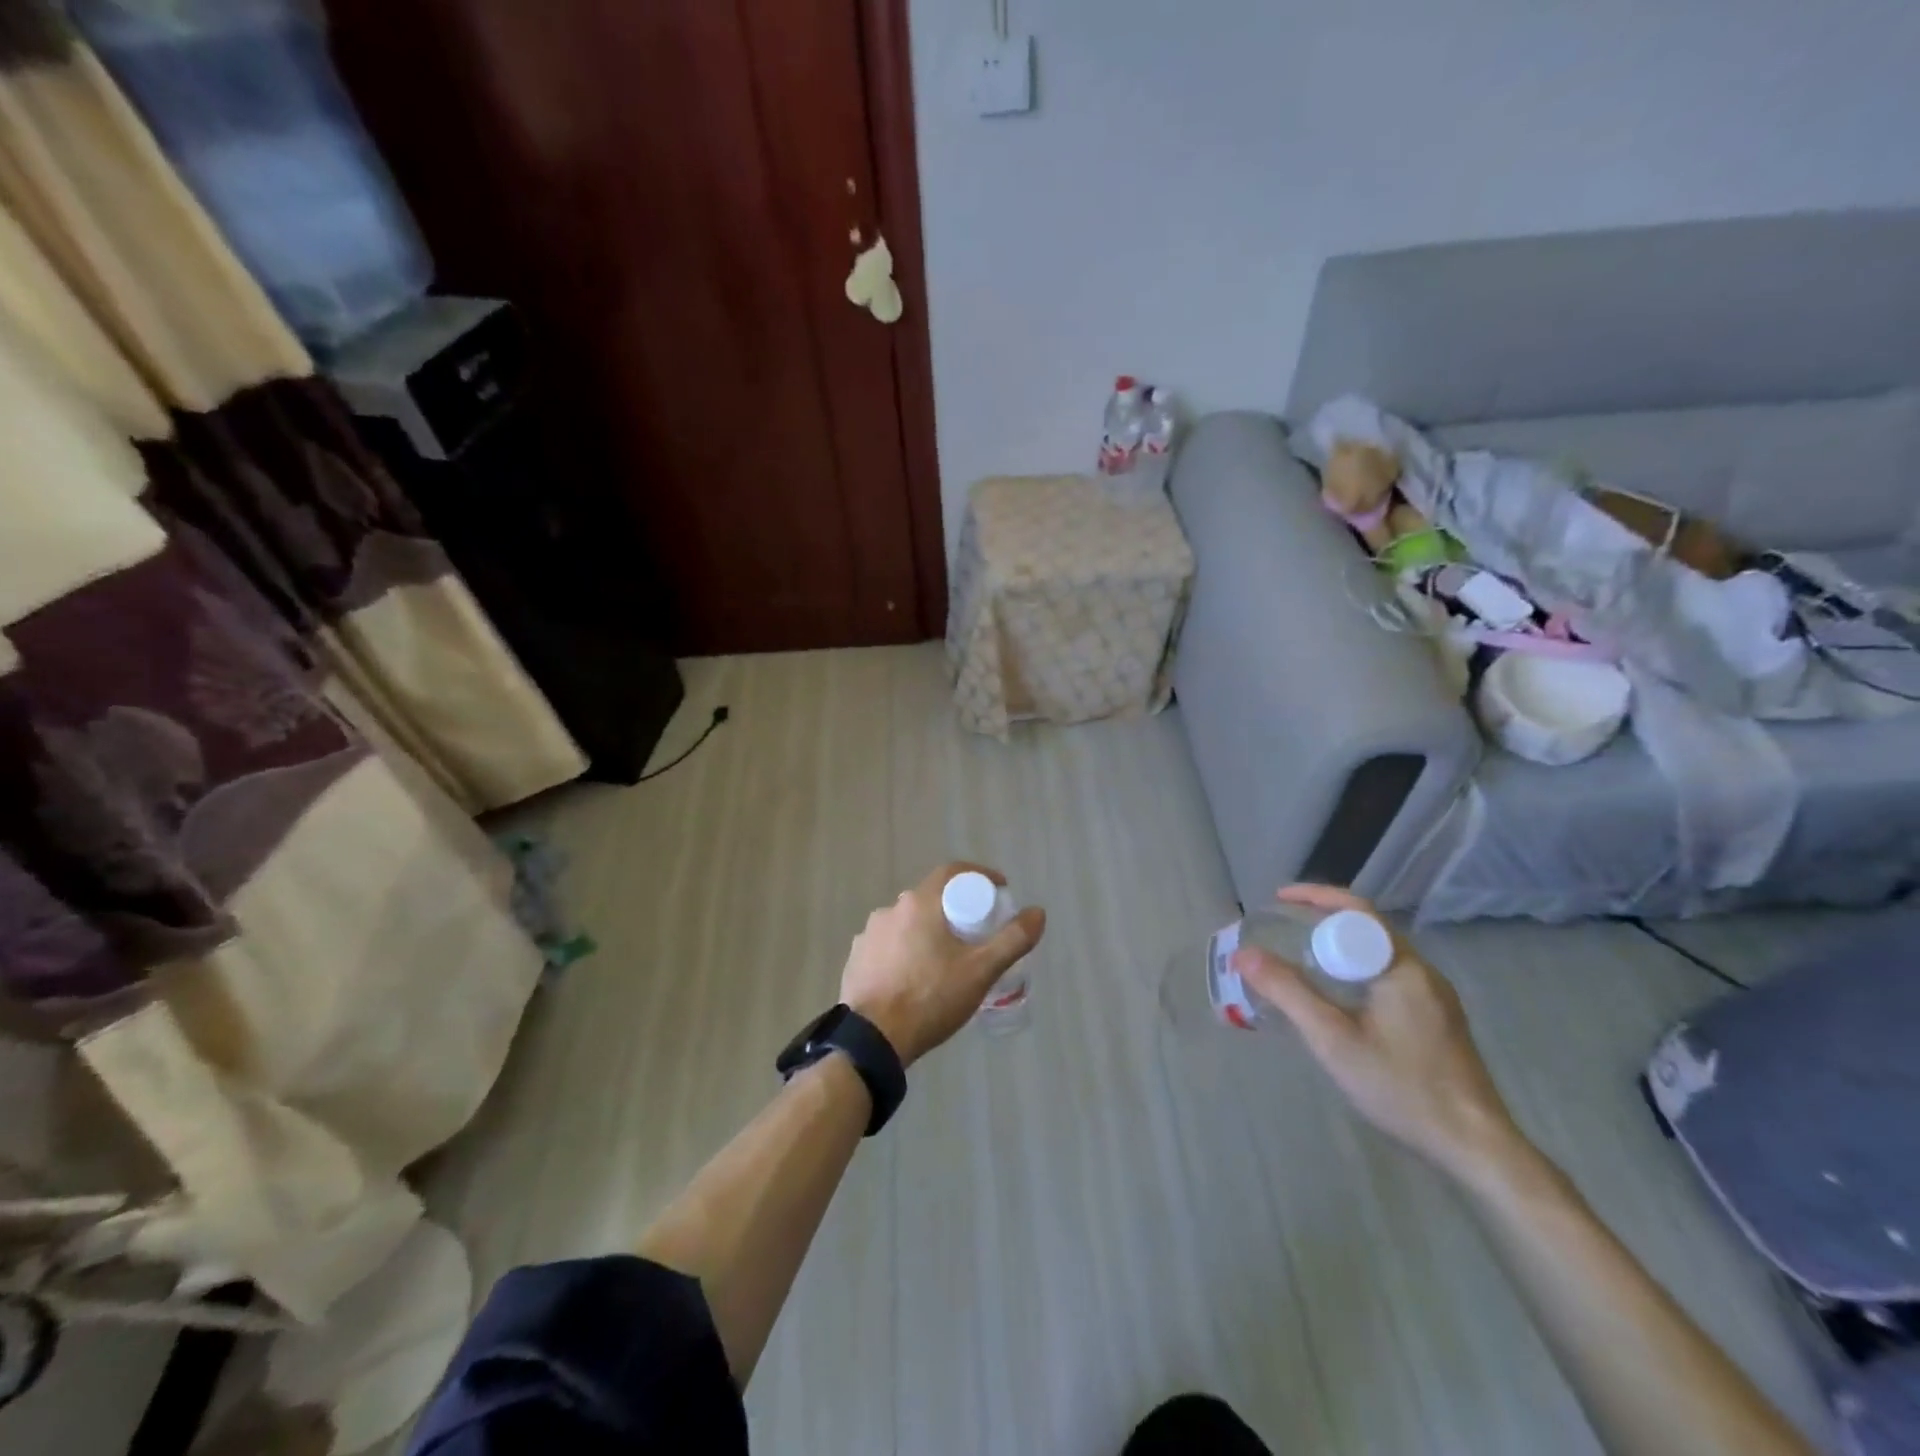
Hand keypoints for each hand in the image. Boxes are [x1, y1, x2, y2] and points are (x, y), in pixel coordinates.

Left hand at [840, 863, 1045, 1067]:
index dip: (979, 876)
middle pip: (930, 898)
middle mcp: (889, 910)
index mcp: (918, 903)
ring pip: (908, 923)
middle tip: (976, 934)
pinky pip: (888, 945)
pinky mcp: (856, 959)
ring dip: (928, 932)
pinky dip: (905, 952)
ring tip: (945, 961)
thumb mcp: (980, 971)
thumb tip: (1037, 912)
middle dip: (955, 909)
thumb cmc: (930, 998)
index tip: (998, 892)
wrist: (872, 1040)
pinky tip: (915, 977)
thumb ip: (1012, 940)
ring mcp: (868, 935)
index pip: (952, 872)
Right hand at [1233, 884, 1524, 1181]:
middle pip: (1368, 929)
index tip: (1278, 901)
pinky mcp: (1438, 1021)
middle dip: (1323, 920)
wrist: (1476, 1148)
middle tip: (1283, 928)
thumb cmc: (1402, 1087)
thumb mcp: (1333, 1039)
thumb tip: (1244, 954)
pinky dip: (1356, 970)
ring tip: (1301, 957)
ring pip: (1379, 954)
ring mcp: (1435, 998)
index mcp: (1403, 967)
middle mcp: (1423, 972)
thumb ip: (1288, 992)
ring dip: (1339, 947)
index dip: (1315, 897)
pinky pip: (1389, 976)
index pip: (1357, 910)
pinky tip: (1337, 997)